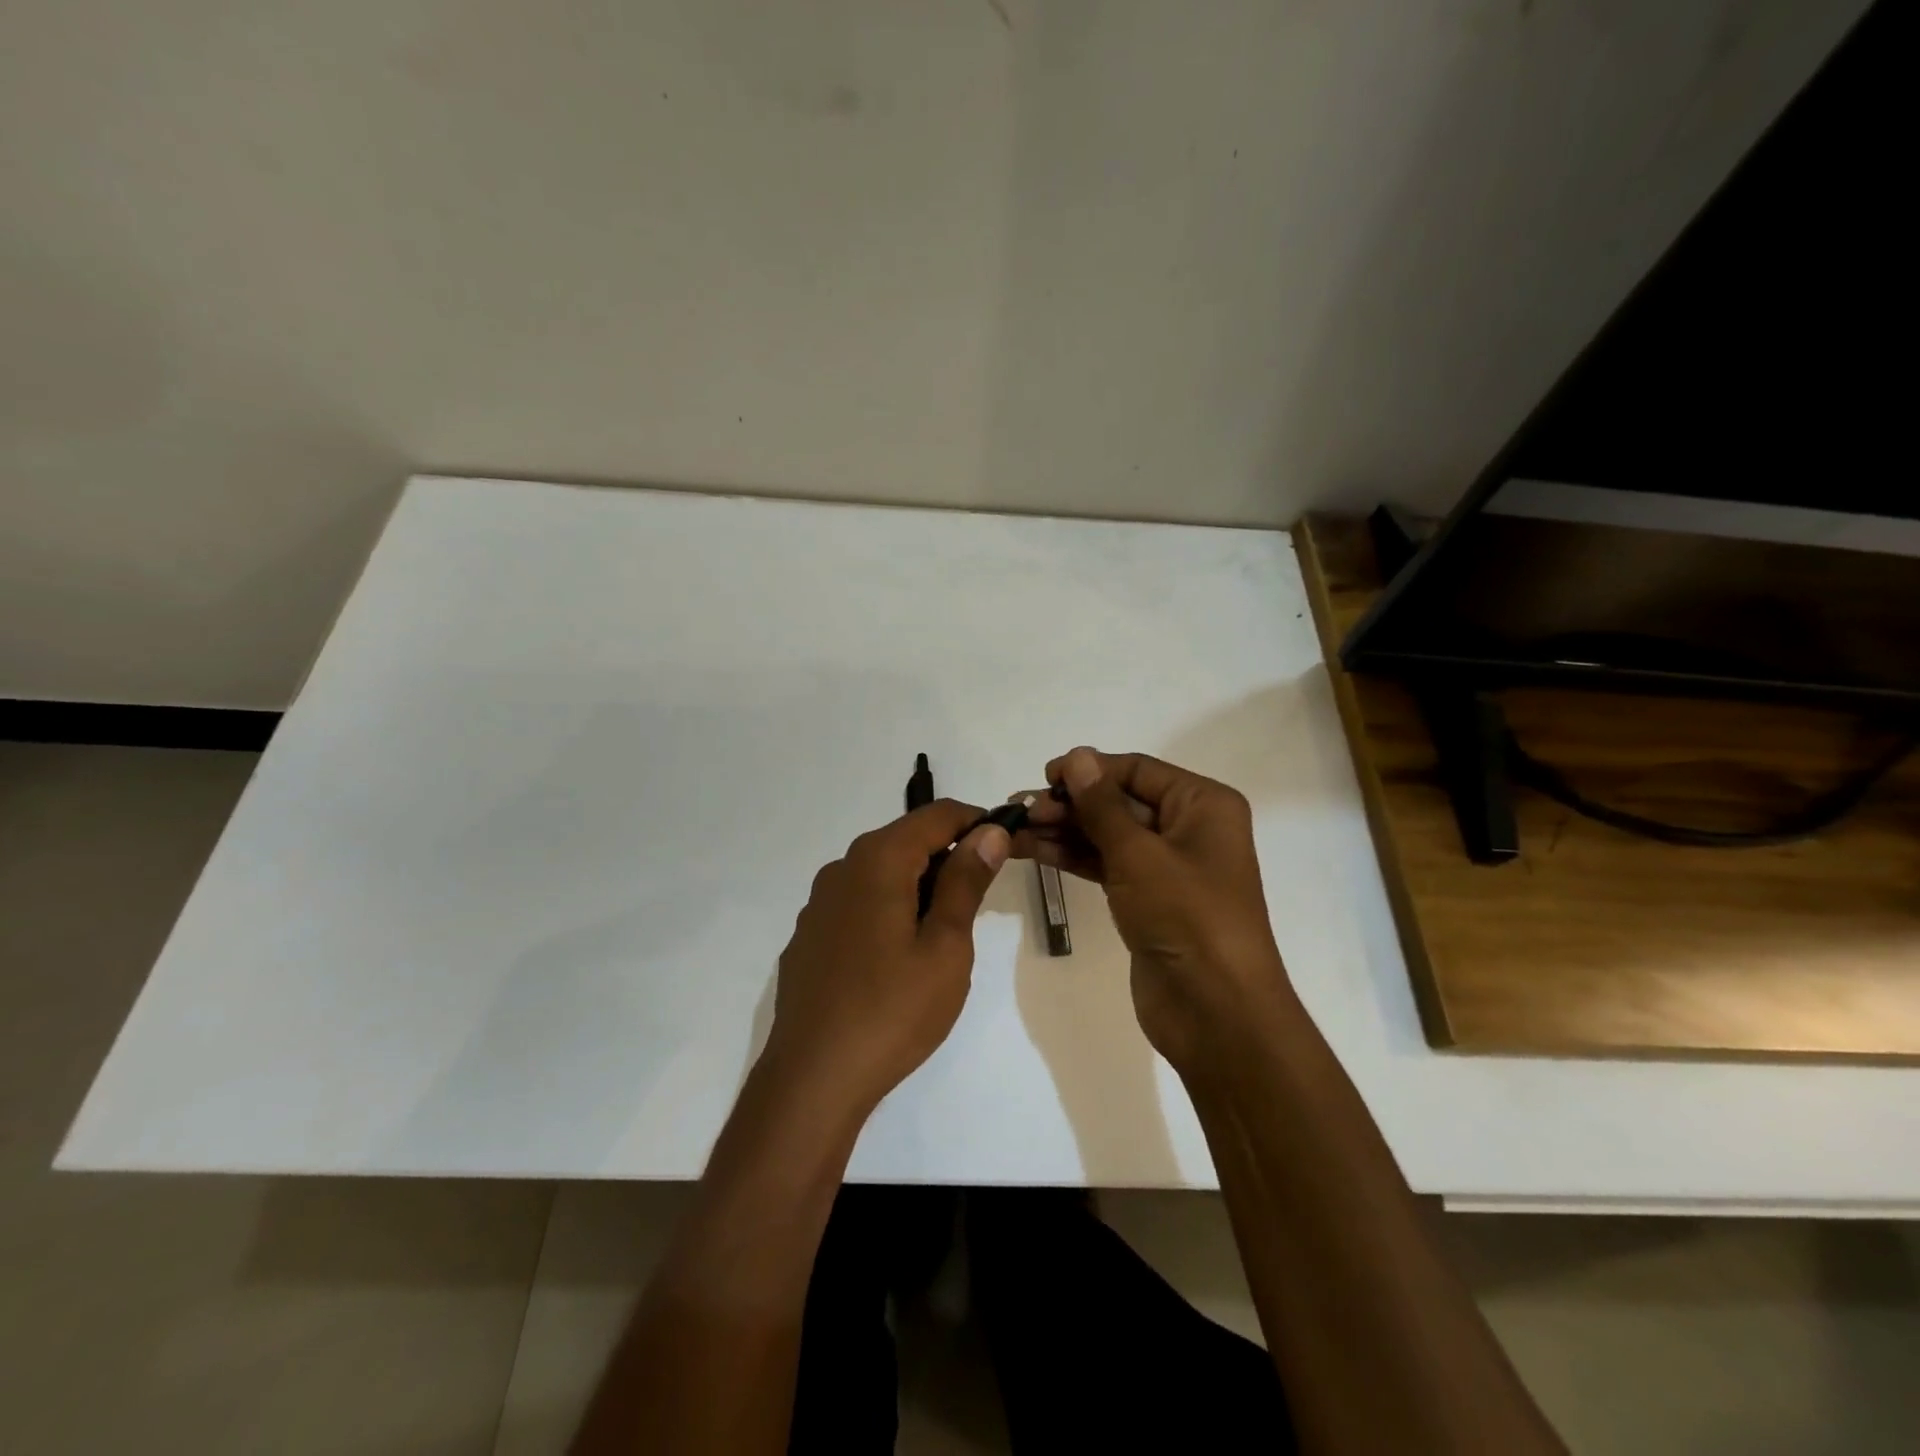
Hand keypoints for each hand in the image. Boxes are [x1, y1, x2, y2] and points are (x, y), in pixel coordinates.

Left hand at [762, 800, 1010, 1116]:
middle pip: (906, 840)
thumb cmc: (892, 1011)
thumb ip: (966, 882)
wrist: (812, 1078)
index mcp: (878, 860)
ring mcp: (820, 903)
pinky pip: (858, 902)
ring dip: (918, 885)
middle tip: (981, 899)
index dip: (977, 821)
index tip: (1006, 846)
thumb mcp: (945, 946)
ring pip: (881, 872)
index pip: (936, 815)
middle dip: (948, 856)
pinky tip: (897, 957)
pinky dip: (888, 908)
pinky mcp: (810, 935)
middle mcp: (842, 868)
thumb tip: (989, 832)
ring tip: (943, 933)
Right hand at [1014, 747, 1292, 1073]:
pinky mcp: (1147, 899)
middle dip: (1071, 803)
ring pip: (1108, 835)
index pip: (1137, 770)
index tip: (1044, 777)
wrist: (1214, 1010)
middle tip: (1023, 811)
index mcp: (1202, 805)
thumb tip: (1077, 756)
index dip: (1089, 769)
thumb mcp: (1139, 853)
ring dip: (1064, 830)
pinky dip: (1073, 857)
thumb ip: (1102, 804)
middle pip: (1120, 801)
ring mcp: (1167, 866)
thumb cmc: (1186, 917)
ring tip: (1016, 830)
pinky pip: (1106, 865)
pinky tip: (1034, 851)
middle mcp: (1188, 828)